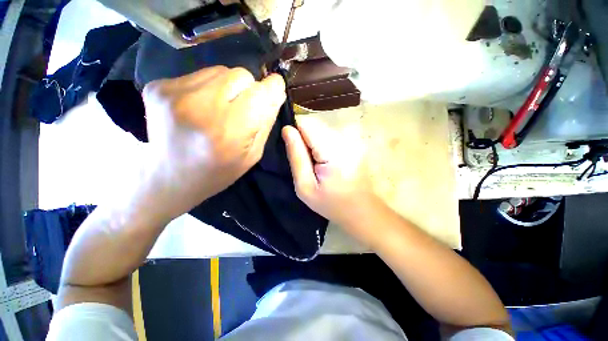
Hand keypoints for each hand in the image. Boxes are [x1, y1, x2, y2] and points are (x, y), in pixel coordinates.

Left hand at [142, 66, 285, 220]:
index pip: (260, 92)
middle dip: (250, 90)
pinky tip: (200, 107)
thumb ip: (266, 122)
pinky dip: (208, 88)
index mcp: (228, 131)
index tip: (275, 88)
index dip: (272, 87)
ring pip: (220, 71)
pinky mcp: (159, 86)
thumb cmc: (219, 171)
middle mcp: (200, 106)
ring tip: (220, 109)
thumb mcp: (253, 154)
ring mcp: (174, 93)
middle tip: (242, 109)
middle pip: (241, 75)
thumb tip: (276, 91)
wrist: (169, 177)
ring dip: (229, 87)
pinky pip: (199, 75)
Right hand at [282, 117, 379, 237]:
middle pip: (315, 126)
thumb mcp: (305, 186)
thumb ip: (296, 156)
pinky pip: (331, 137)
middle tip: (308, 163)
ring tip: (318, 165)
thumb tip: (287, 129)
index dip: (296, 134)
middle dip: (305, 141)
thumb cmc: (331, 203)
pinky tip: (328, 163)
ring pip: (322, 131)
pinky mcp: (354, 143)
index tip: (296, 151)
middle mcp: (344, 139)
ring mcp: (352, 140)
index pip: (306, 124)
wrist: (362, 210)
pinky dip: (324, 146)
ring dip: (314, 144)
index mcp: (332, 151)